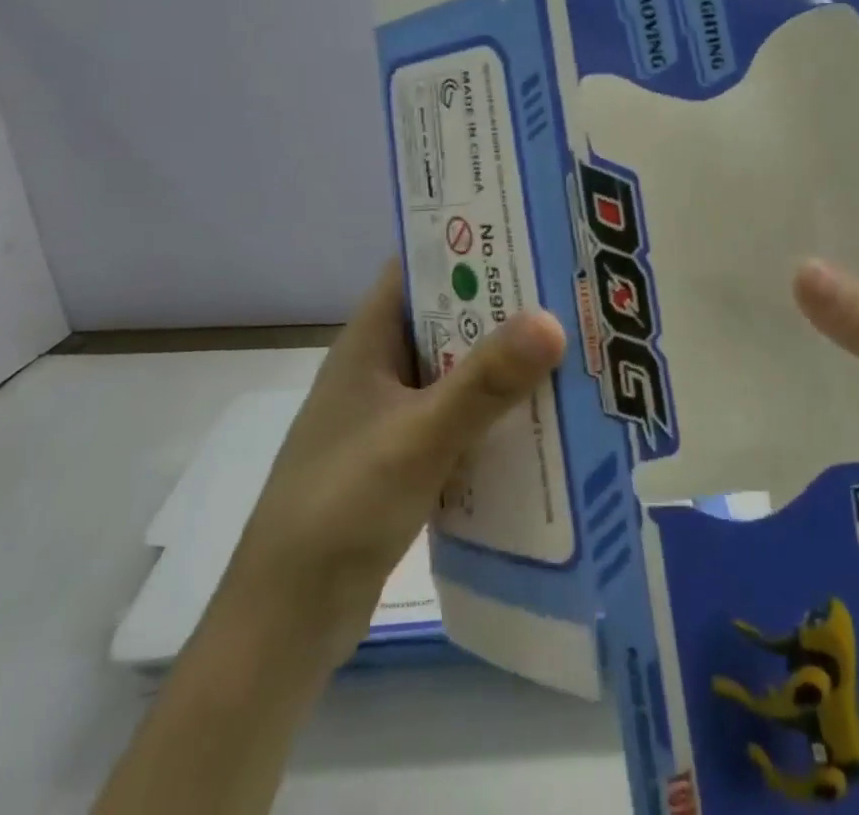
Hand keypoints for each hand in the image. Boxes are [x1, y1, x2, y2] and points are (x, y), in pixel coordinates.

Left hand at [233, 260, 565, 664]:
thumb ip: (484, 382)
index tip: (531, 234)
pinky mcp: (405, 457)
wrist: (285, 624)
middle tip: (571, 291)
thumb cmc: (340, 509)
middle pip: (449, 316)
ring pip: (459, 369)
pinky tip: (545, 417)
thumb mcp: (418, 437)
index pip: (421, 266)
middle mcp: (380, 366)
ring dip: (505, 362)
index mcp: (369, 339)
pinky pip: (460, 417)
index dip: (470, 243)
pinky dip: (495, 412)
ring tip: (573, 346)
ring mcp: (392, 414)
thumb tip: (553, 319)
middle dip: (504, 305)